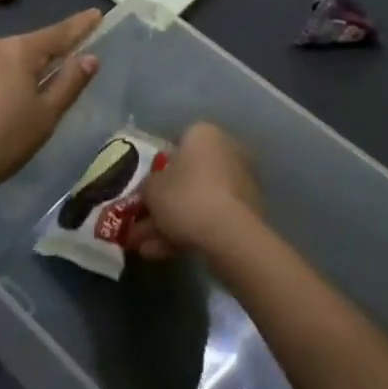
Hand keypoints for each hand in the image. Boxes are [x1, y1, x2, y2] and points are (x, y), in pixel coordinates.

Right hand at [133, 121, 262, 259]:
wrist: (230, 236)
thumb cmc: (186, 197)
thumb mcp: (151, 189)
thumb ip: (148, 186)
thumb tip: (152, 190)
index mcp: (204, 133)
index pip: (176, 143)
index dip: (156, 167)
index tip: (144, 189)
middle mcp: (226, 150)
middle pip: (187, 177)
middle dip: (162, 203)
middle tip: (140, 225)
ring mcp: (240, 182)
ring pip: (197, 201)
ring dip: (171, 223)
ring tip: (145, 249)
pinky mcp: (247, 212)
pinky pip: (212, 217)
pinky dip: (189, 233)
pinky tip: (164, 254)